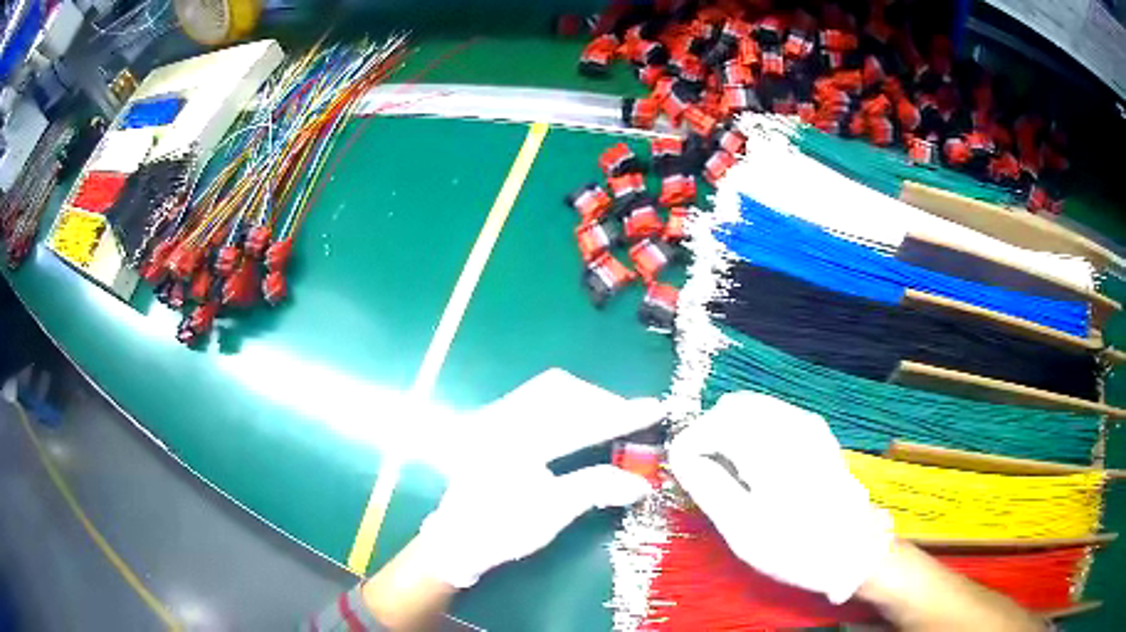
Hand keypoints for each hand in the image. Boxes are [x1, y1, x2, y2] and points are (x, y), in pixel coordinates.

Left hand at [415, 369, 661, 588]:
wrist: (456, 540)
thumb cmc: (502, 531)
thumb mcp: (551, 514)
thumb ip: (595, 489)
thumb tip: (641, 483)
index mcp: (513, 443)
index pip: (578, 422)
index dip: (620, 416)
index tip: (655, 409)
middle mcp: (500, 419)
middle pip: (560, 390)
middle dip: (601, 402)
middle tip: (631, 419)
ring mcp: (493, 416)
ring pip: (547, 389)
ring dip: (584, 400)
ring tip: (609, 420)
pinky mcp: (492, 420)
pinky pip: (535, 397)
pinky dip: (566, 404)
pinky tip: (580, 421)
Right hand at [667, 392, 892, 603]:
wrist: (853, 550)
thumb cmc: (795, 547)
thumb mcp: (743, 528)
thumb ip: (708, 486)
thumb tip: (681, 455)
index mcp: (771, 447)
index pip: (712, 424)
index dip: (689, 444)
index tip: (681, 472)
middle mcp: (791, 423)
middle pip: (732, 407)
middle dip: (709, 434)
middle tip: (703, 473)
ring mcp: (808, 424)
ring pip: (753, 407)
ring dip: (731, 432)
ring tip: (729, 472)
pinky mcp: (816, 432)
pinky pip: (773, 415)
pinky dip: (753, 432)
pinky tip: (756, 466)